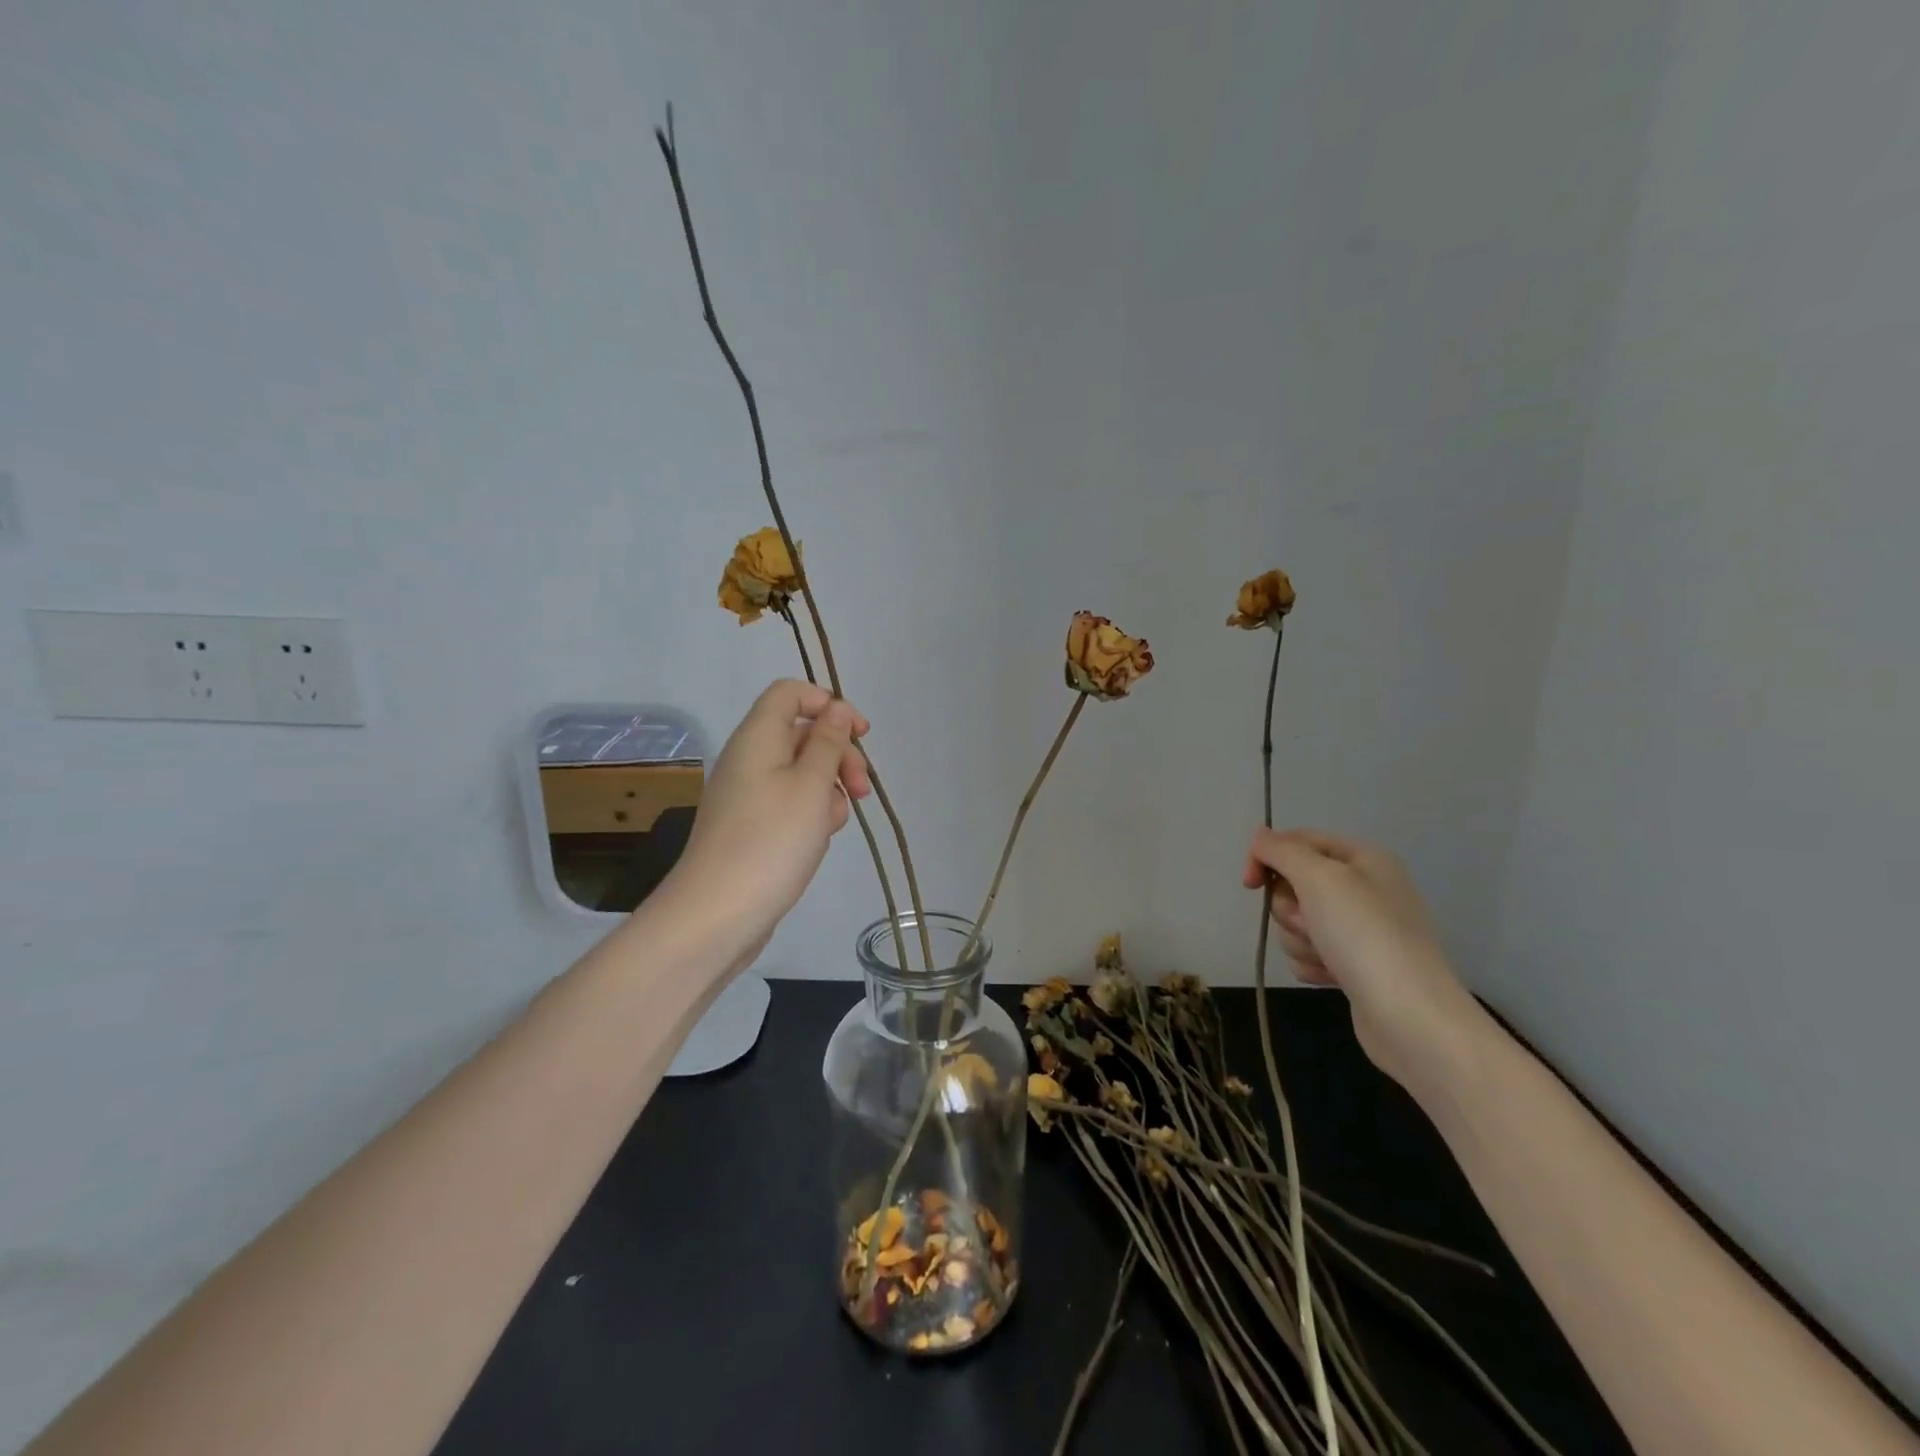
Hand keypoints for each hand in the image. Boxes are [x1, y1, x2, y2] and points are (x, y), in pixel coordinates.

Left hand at [660, 680, 871, 970]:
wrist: (717, 915)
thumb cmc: (771, 842)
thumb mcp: (811, 785)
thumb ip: (828, 742)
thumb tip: (835, 709)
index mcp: (758, 737)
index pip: (790, 693)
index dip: (827, 703)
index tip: (859, 734)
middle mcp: (749, 758)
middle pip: (801, 734)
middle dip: (839, 754)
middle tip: (861, 789)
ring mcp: (748, 794)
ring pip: (801, 773)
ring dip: (829, 789)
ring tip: (834, 824)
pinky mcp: (752, 826)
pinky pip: (789, 804)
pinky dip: (811, 814)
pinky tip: (818, 840)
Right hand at [1244, 829, 1478, 1091]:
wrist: (1410, 1016)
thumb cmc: (1364, 935)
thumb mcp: (1319, 878)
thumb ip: (1282, 851)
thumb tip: (1260, 836)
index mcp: (1363, 859)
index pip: (1298, 841)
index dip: (1268, 857)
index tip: (1250, 884)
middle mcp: (1364, 888)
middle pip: (1295, 884)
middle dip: (1290, 908)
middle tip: (1311, 924)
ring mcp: (1360, 929)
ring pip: (1297, 921)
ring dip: (1300, 939)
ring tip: (1326, 956)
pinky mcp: (1354, 964)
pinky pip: (1310, 952)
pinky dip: (1312, 963)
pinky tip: (1331, 976)